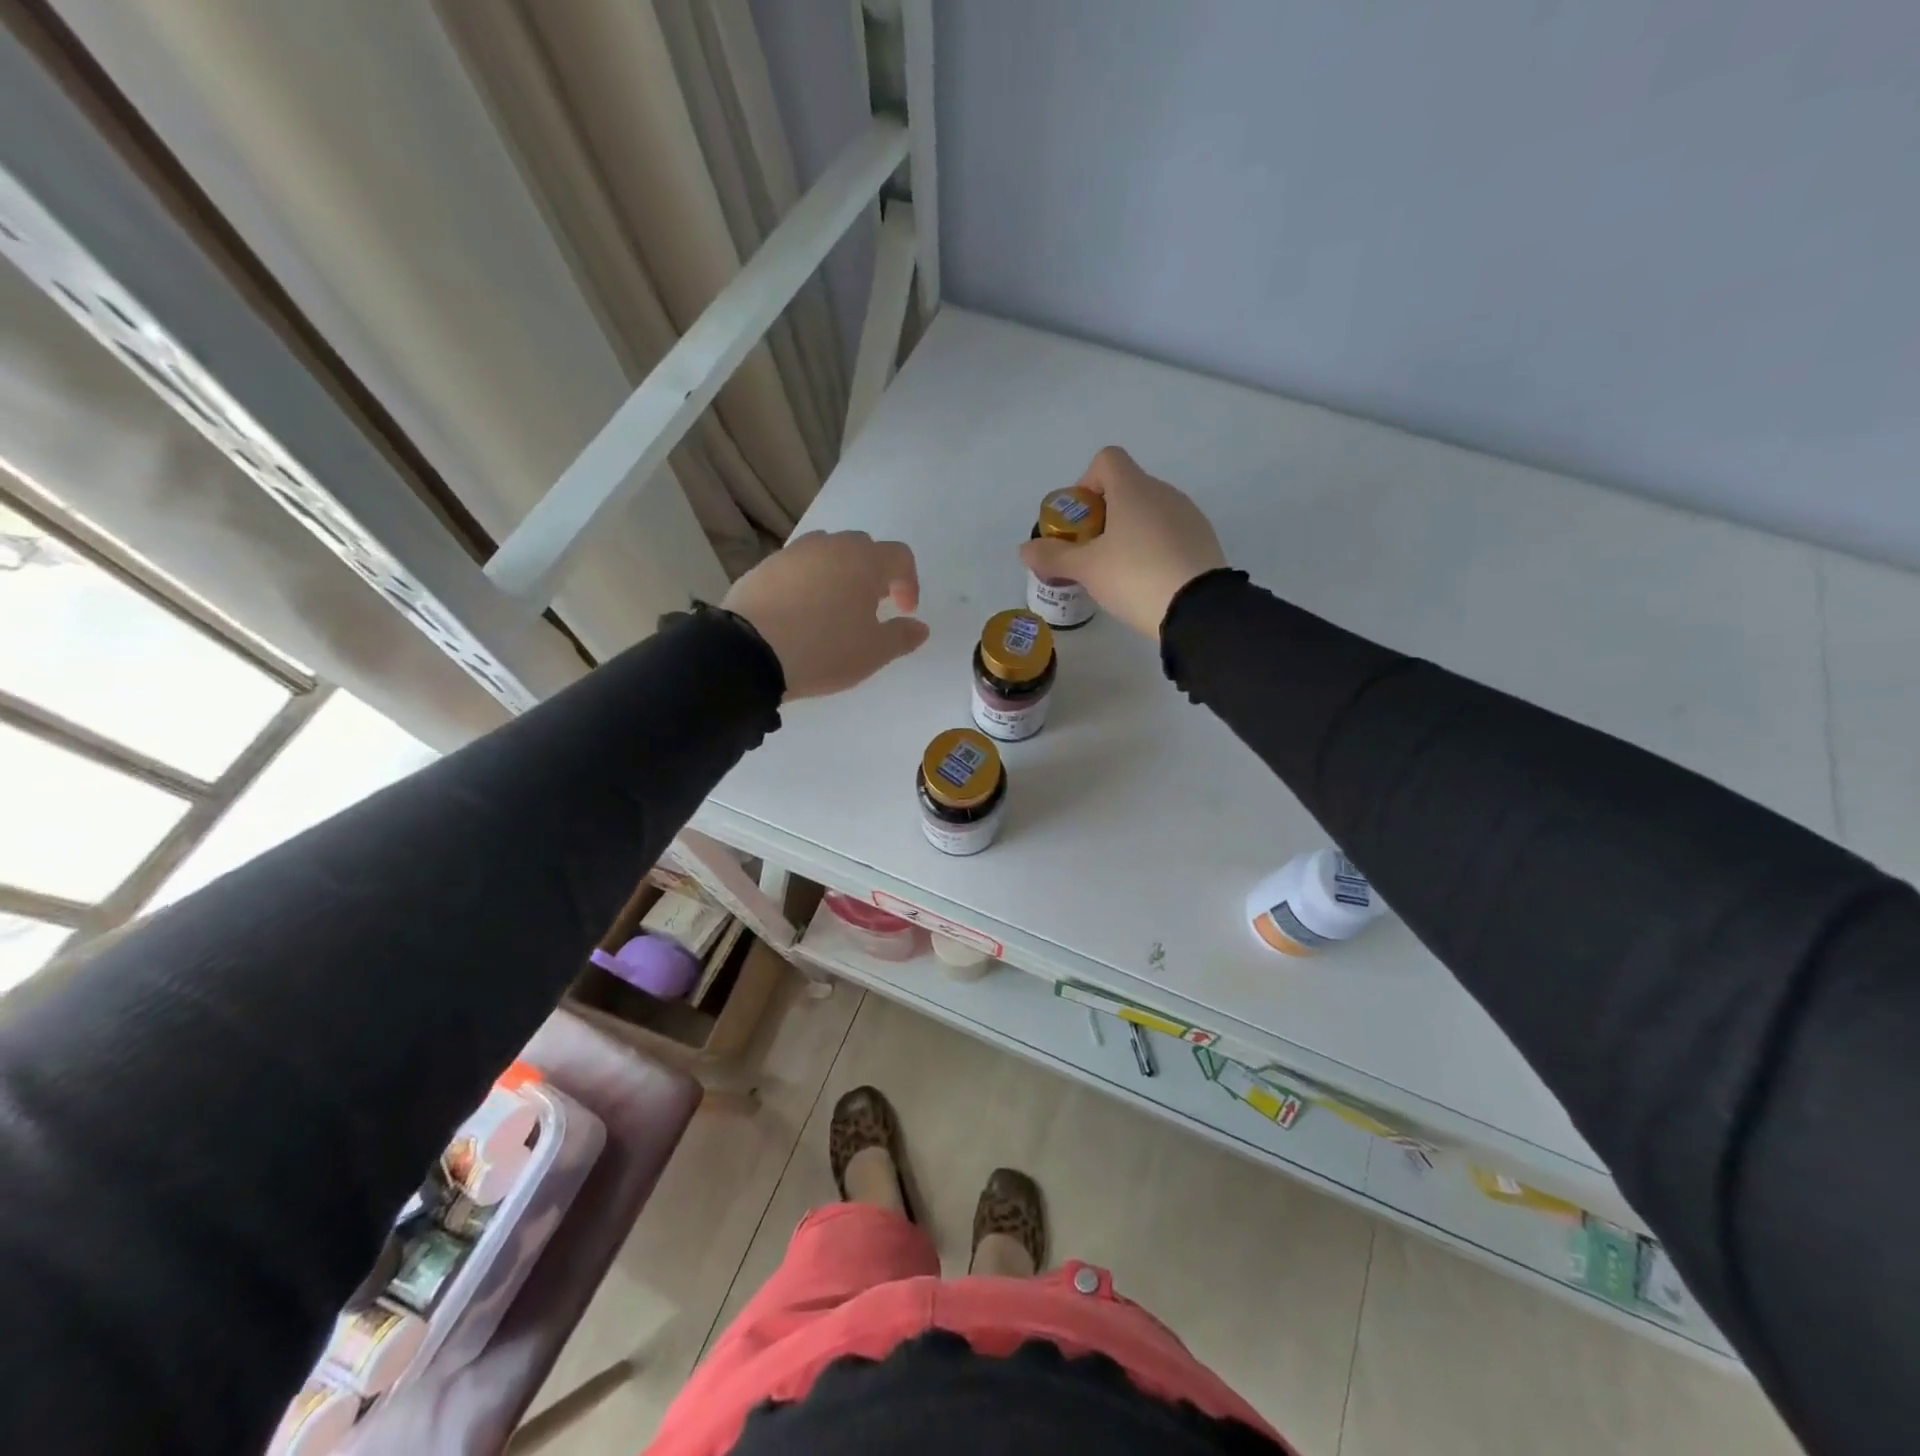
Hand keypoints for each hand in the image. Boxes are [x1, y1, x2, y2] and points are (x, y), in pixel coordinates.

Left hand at [722, 530, 929, 698]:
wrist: (749, 652)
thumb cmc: (824, 649)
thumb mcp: (873, 652)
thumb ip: (902, 636)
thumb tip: (920, 627)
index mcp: (864, 560)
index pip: (900, 556)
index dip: (909, 583)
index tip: (904, 612)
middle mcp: (830, 546)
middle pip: (863, 548)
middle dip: (873, 574)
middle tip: (870, 607)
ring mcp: (793, 553)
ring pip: (827, 554)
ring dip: (839, 574)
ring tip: (834, 609)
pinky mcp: (764, 566)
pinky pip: (797, 567)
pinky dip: (807, 583)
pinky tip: (800, 614)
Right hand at [1019, 446, 1226, 637]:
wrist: (1198, 609)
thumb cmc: (1135, 577)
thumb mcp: (1087, 570)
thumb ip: (1053, 556)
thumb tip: (1025, 549)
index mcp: (1133, 489)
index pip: (1106, 459)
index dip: (1086, 482)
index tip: (1080, 520)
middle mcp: (1163, 492)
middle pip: (1126, 487)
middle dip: (1103, 515)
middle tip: (1091, 552)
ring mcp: (1187, 514)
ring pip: (1149, 511)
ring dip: (1129, 531)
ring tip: (1119, 571)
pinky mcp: (1203, 538)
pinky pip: (1170, 531)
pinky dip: (1154, 546)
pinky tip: (1148, 580)